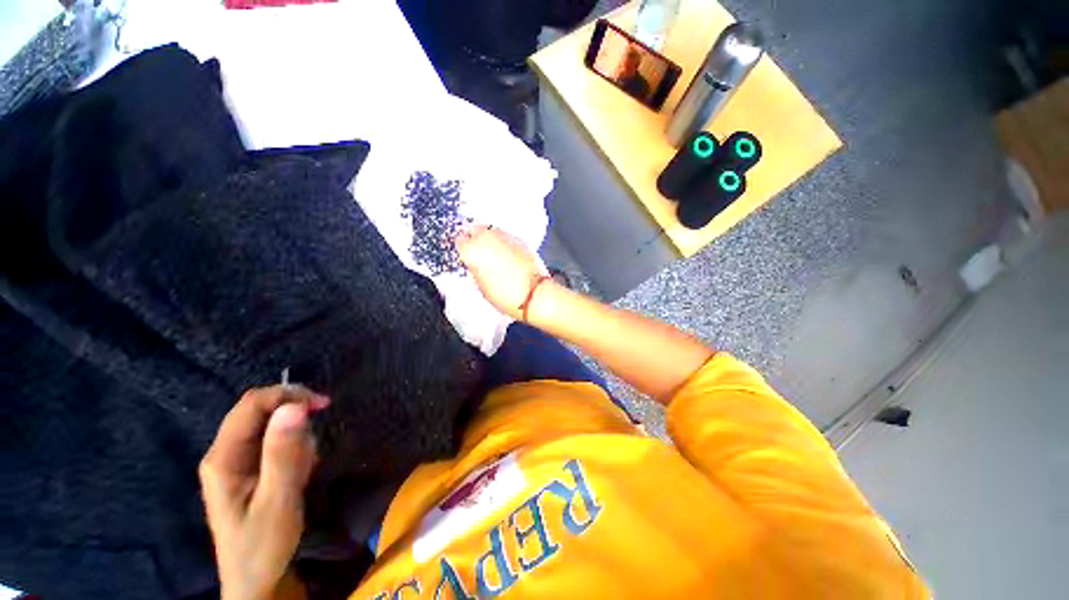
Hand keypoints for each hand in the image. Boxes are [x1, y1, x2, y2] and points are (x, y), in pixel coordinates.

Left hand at [199, 385, 329, 599]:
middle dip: (293, 417)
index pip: (252, 404)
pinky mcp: (248, 468)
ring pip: (271, 425)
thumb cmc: (264, 544)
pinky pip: (275, 442)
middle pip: (260, 410)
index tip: (323, 405)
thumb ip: (283, 453)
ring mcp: (235, 460)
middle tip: (315, 442)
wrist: (255, 579)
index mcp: (223, 458)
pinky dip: (294, 449)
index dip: (288, 396)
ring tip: (303, 470)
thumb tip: (294, 407)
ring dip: (296, 439)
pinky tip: (298, 473)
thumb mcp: (278, 500)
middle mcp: (224, 452)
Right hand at [455, 224, 546, 318]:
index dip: (463, 249)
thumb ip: (475, 270)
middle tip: (478, 252)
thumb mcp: (480, 287)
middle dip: (474, 239)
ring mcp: (504, 235)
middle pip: (474, 229)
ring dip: (489, 239)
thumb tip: (475, 265)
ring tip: (493, 253)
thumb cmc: (504, 295)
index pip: (459, 241)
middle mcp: (486, 237)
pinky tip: (506, 254)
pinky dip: (503, 243)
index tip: (466, 256)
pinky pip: (505, 237)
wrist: (533, 293)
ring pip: (490, 230)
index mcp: (472, 250)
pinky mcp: (519, 239)